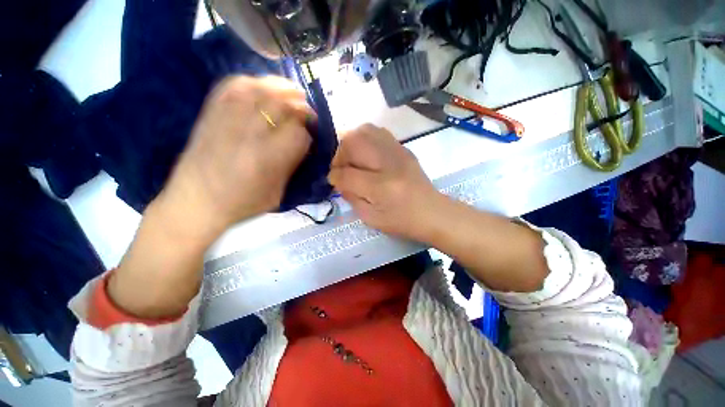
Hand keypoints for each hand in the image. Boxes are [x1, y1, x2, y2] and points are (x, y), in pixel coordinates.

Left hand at [158, 76, 313, 242]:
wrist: (195, 202)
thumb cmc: (242, 204)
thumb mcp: (278, 192)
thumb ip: (292, 164)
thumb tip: (303, 143)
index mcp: (268, 158)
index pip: (299, 133)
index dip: (309, 132)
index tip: (311, 135)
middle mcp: (249, 133)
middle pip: (283, 105)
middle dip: (301, 106)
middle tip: (307, 112)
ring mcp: (227, 118)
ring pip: (261, 88)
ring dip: (282, 87)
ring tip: (292, 92)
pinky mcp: (211, 112)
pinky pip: (234, 84)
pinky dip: (253, 81)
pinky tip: (262, 87)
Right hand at [328, 124, 442, 241]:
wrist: (433, 212)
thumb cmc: (402, 221)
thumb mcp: (371, 218)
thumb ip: (351, 197)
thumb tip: (338, 180)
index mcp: (381, 188)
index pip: (347, 174)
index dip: (334, 176)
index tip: (333, 180)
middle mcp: (389, 164)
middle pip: (353, 143)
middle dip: (340, 155)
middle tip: (343, 168)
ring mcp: (398, 152)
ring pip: (365, 131)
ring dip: (352, 144)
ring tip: (354, 159)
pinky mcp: (404, 148)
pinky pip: (378, 132)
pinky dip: (366, 140)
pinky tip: (368, 155)